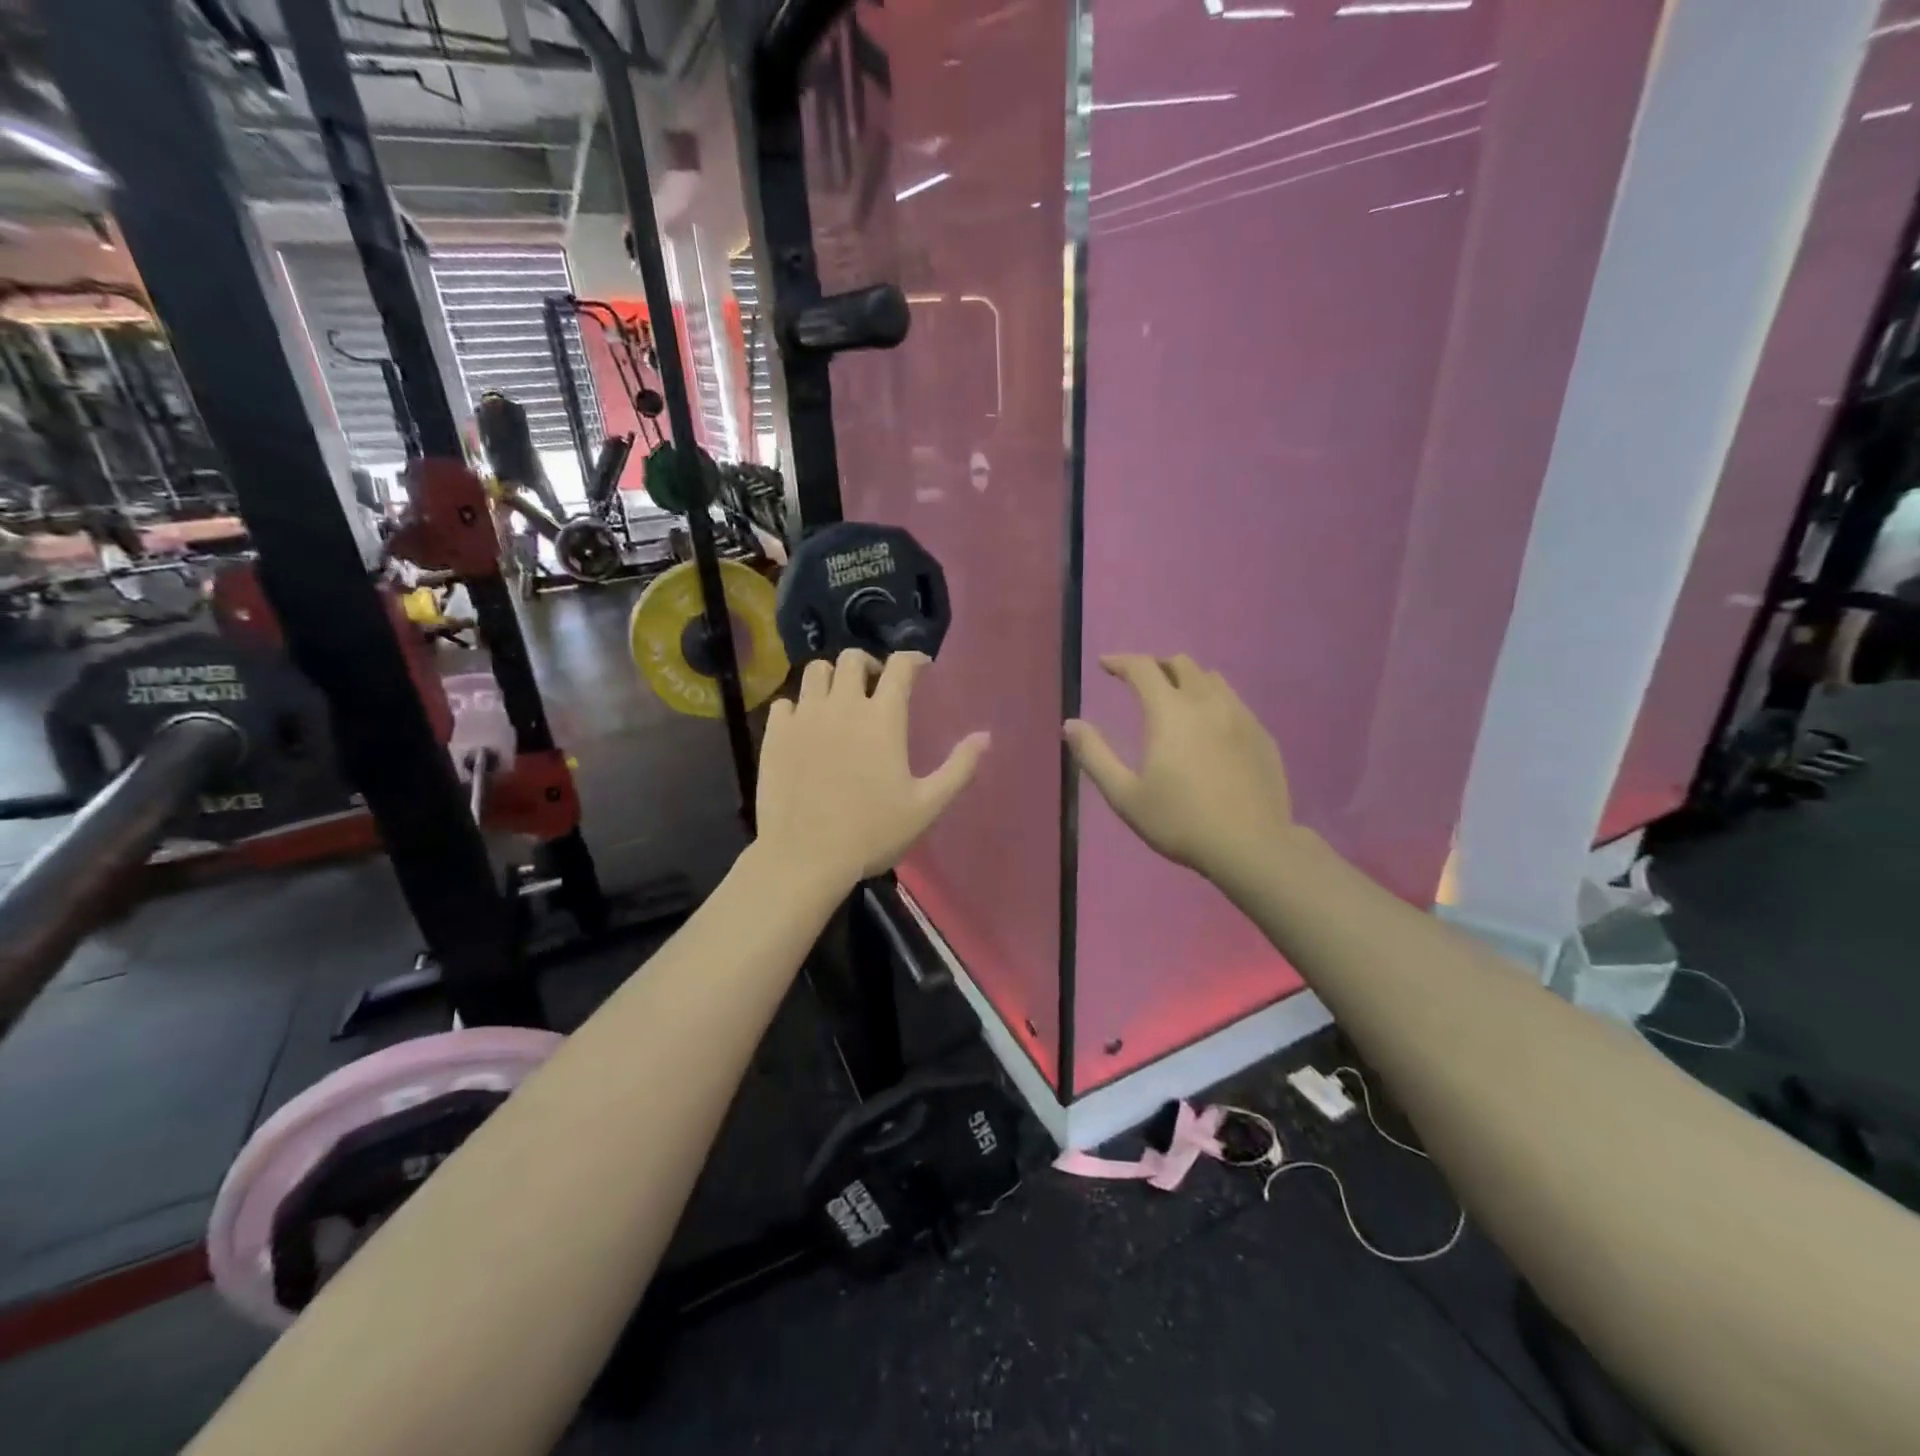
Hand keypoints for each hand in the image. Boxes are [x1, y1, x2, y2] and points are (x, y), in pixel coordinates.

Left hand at [756, 650, 989, 890]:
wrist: (805, 857)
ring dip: (832, 678)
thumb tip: (985, 737)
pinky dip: (799, 707)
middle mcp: (843, 706)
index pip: (900, 667)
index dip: (913, 660)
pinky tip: (806, 727)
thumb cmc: (872, 833)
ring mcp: (804, 717)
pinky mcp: (775, 735)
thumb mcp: (926, 806)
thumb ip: (959, 768)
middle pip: (852, 658)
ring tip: (840, 701)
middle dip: (869, 664)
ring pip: (815, 672)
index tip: (921, 668)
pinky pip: (785, 702)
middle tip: (876, 687)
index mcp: (883, 718)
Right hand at [1065, 654, 1294, 886]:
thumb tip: (1070, 724)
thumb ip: (1095, 755)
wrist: (1252, 847)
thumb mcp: (1125, 795)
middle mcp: (1207, 703)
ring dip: (1188, 680)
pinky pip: (1234, 702)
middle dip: (1156, 666)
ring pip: (1212, 679)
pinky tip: (1210, 729)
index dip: (1120, 661)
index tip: (1106, 665)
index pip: (1142, 668)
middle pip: (1181, 664)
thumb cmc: (1180, 821)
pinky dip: (1214, 702)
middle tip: (1140, 683)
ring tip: (1176, 701)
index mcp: (1170, 712)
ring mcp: (1241, 716)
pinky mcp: (1262, 735)